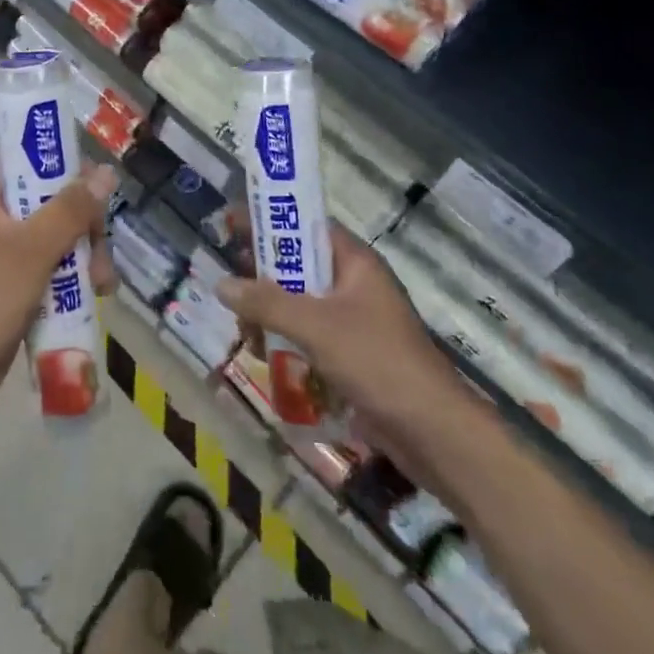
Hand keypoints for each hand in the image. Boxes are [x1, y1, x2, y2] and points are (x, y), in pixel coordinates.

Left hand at [0, 162, 117, 423]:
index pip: (29, 162)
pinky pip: (52, 270)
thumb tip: (105, 172)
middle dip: (85, 225)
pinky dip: (73, 279)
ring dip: (86, 256)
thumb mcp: (33, 248)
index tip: (97, 189)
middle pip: (52, 203)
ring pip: (57, 239)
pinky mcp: (14, 287)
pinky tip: (95, 297)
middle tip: (102, 251)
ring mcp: (4, 255)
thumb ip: (71, 209)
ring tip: (103, 286)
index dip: (65, 168)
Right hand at [218, 224, 472, 461]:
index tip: (231, 223)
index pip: (307, 227)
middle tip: (231, 286)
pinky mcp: (351, 355)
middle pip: (299, 266)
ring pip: (300, 304)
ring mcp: (354, 321)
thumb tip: (221, 284)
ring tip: (246, 332)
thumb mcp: (316, 326)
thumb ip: (267, 303)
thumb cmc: (377, 361)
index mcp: (355, 263)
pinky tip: (266, 357)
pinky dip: (286, 340)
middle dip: (263, 276)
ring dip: (271, 314)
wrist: (432, 431)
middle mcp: (354, 285)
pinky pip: (309, 335)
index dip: (270, 222)